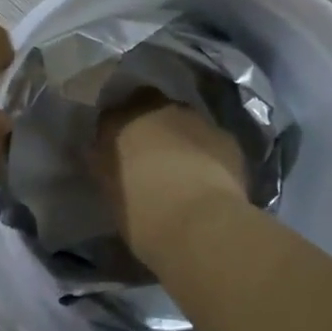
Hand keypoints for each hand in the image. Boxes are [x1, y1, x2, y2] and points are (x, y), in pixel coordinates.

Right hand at [97, 96, 247, 264]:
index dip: (114, 129)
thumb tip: (104, 154)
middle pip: (149, 105)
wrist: (203, 225)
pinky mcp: (226, 137)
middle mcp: (157, 110)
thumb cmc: (145, 215)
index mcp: (120, 123)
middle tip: (148, 153)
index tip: (115, 148)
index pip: (110, 114)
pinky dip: (206, 152)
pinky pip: (210, 139)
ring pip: (183, 119)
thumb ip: (106, 165)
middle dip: (148, 123)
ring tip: (180, 167)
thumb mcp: (111, 192)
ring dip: (179, 135)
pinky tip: (207, 177)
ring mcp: (195, 119)